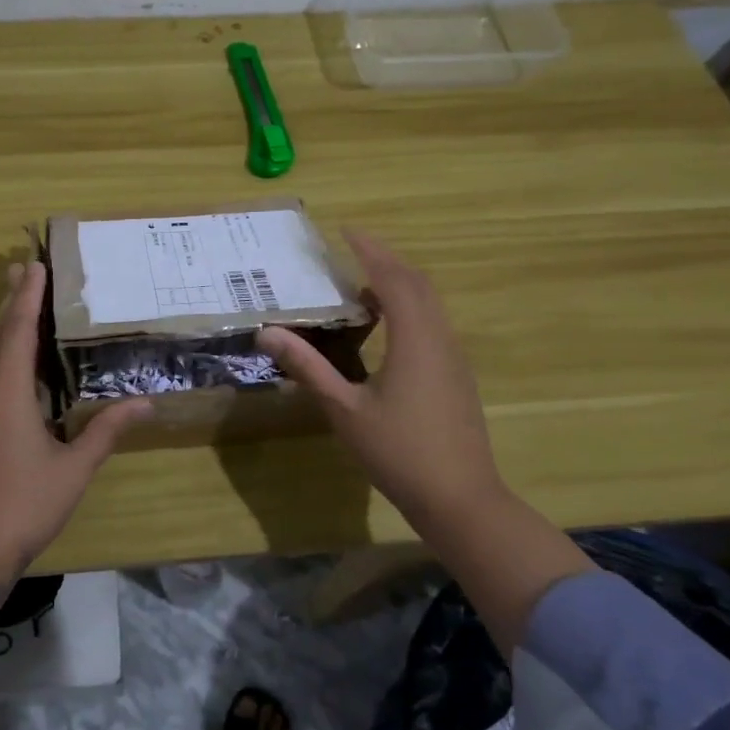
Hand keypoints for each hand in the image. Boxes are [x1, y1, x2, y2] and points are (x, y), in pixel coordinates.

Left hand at [0, 261, 151, 590]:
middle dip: (10, 300)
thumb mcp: (73, 470)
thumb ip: (106, 431)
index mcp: (6, 392)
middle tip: (24, 269)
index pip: (18, 330)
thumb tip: (145, 403)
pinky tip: (1, 363)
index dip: (28, 296)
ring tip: (15, 304)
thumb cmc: (22, 507)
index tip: (35, 264)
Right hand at [257, 230, 501, 526]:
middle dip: (385, 260)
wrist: (461, 499)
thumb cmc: (399, 452)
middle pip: (416, 283)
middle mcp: (440, 338)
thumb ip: (308, 367)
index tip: (345, 230)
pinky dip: (409, 308)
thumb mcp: (344, 409)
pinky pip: (433, 323)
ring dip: (398, 285)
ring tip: (361, 286)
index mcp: (415, 338)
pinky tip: (385, 328)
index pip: (392, 277)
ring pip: (429, 303)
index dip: (369, 250)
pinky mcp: (456, 375)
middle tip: (350, 251)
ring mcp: (453, 357)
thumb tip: (268, 332)